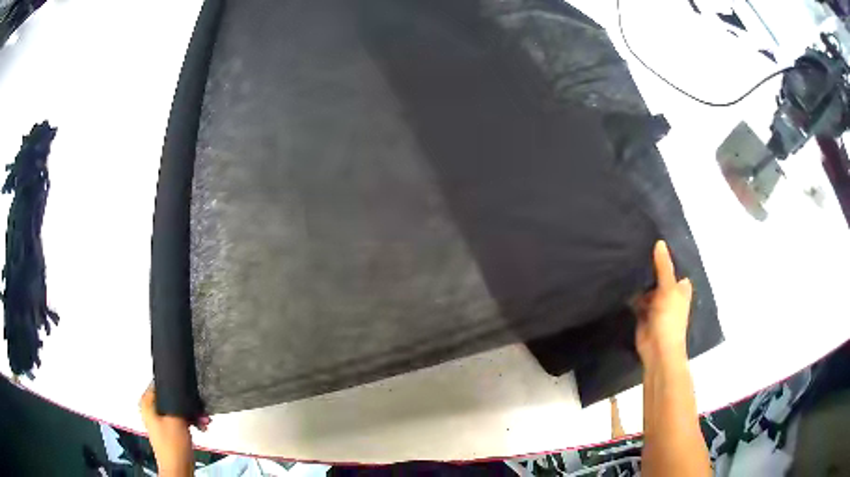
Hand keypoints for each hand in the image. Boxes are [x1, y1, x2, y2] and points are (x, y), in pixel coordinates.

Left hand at [139, 383, 209, 476]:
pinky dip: (191, 421)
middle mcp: (151, 410)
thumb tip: (181, 388)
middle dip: (188, 403)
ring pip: (178, 409)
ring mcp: (160, 421)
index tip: (187, 388)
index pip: (160, 384)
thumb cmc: (172, 447)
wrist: (178, 469)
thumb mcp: (176, 419)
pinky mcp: (170, 430)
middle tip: (199, 408)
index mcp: (147, 403)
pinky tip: (201, 426)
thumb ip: (178, 401)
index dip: (175, 385)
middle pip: (171, 397)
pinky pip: (181, 419)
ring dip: (193, 413)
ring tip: (203, 420)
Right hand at [634, 241, 692, 363]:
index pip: (673, 268)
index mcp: (681, 289)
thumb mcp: (668, 288)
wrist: (658, 350)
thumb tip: (659, 242)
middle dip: (650, 269)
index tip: (651, 242)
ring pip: (647, 288)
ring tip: (625, 261)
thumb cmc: (670, 318)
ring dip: (639, 282)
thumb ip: (663, 266)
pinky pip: (637, 300)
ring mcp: (656, 305)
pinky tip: (621, 282)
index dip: (665, 258)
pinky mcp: (643, 315)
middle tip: (634, 249)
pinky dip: (631, 294)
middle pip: (658, 277)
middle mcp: (669, 295)